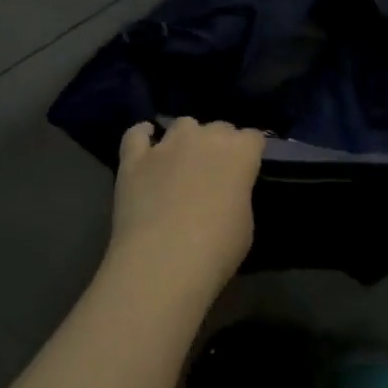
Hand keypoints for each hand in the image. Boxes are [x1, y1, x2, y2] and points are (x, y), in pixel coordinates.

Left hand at [107, 118, 265, 307]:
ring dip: (186, 138)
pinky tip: (146, 145)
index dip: (250, 152)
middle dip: (220, 143)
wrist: (162, 263)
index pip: (252, 137)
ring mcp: (167, 145)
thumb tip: (228, 192)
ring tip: (182, 160)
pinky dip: (142, 136)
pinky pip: (136, 134)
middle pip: (219, 127)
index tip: (247, 169)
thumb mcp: (245, 224)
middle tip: (215, 171)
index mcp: (240, 153)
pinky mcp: (134, 158)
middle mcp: (205, 137)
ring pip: (182, 124)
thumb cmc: (216, 250)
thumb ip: (238, 196)